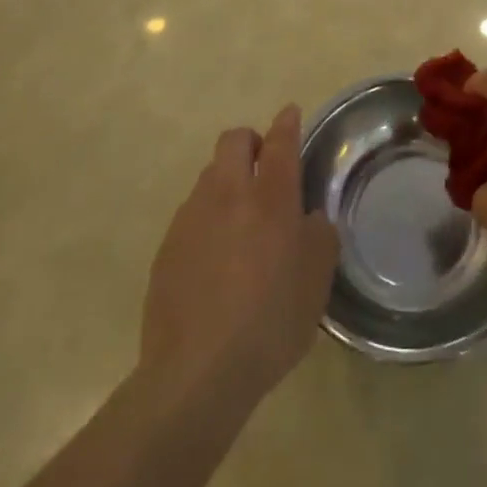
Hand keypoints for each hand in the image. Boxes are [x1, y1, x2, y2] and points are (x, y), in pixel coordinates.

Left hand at [140, 106, 338, 407]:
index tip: (290, 113)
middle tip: (264, 165)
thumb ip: (319, 238)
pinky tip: (215, 257)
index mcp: (271, 198)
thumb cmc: (270, 322)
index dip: (287, 123)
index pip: (280, 142)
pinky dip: (208, 218)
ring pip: (209, 175)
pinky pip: (191, 213)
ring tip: (240, 218)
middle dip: (250, 141)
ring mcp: (191, 218)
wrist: (196, 373)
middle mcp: (228, 195)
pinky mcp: (167, 247)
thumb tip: (309, 219)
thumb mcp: (317, 282)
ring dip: (227, 180)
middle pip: (234, 141)